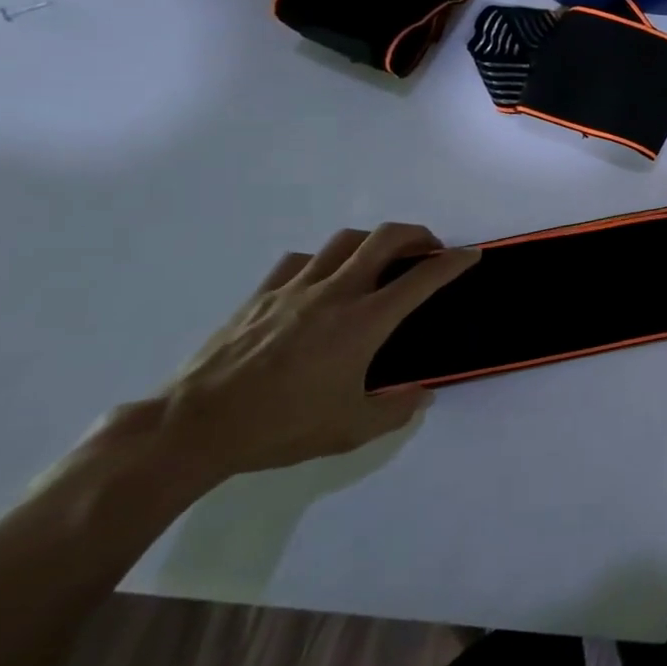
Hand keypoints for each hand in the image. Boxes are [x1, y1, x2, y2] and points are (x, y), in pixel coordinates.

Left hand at [159, 224, 480, 481]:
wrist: (195, 426)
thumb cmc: (280, 427)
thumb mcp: (350, 430)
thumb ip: (396, 410)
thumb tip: (422, 395)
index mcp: (364, 322)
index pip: (422, 279)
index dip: (453, 263)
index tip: (471, 255)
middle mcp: (336, 293)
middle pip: (385, 239)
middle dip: (417, 235)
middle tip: (429, 249)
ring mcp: (295, 289)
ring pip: (344, 241)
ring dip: (373, 241)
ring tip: (380, 258)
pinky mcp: (262, 295)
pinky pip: (301, 260)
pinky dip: (325, 260)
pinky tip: (323, 278)